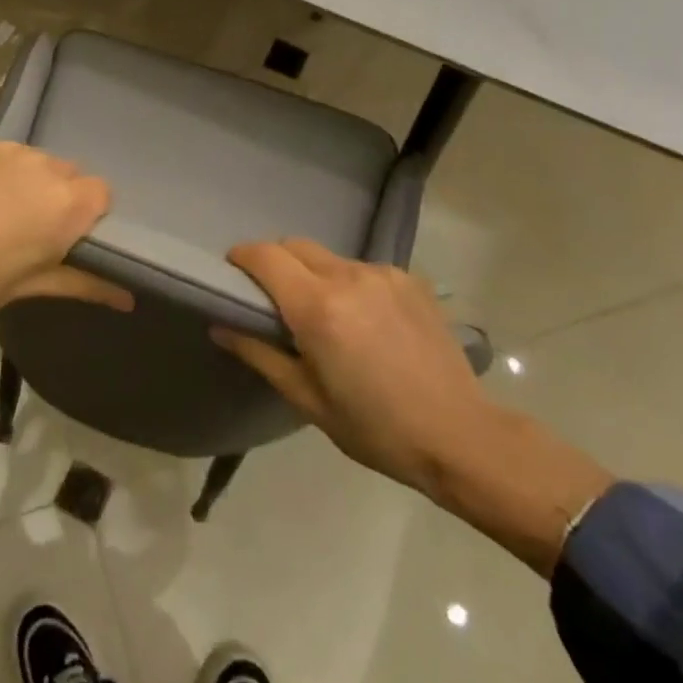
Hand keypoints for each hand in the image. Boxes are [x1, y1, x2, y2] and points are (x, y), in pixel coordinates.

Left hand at [0, 136, 132, 330]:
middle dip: (58, 196)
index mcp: (66, 205)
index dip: (88, 215)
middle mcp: (44, 167)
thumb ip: (85, 283)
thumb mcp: (31, 286)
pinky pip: (4, 152)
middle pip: (69, 174)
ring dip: (28, 180)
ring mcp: (8, 150)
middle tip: (29, 227)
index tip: (66, 236)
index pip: (102, 193)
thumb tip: (128, 299)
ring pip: (35, 161)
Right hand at [212, 239, 493, 496]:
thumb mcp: (307, 399)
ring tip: (325, 316)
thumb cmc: (375, 427)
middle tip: (272, 299)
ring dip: (313, 275)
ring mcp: (383, 274)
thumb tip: (221, 326)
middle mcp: (348, 277)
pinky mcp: (410, 280)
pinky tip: (364, 321)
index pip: (265, 256)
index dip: (241, 257)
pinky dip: (348, 284)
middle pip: (295, 246)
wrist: (461, 436)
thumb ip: (259, 353)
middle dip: (275, 262)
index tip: (232, 272)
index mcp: (318, 307)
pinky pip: (362, 269)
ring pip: (329, 258)